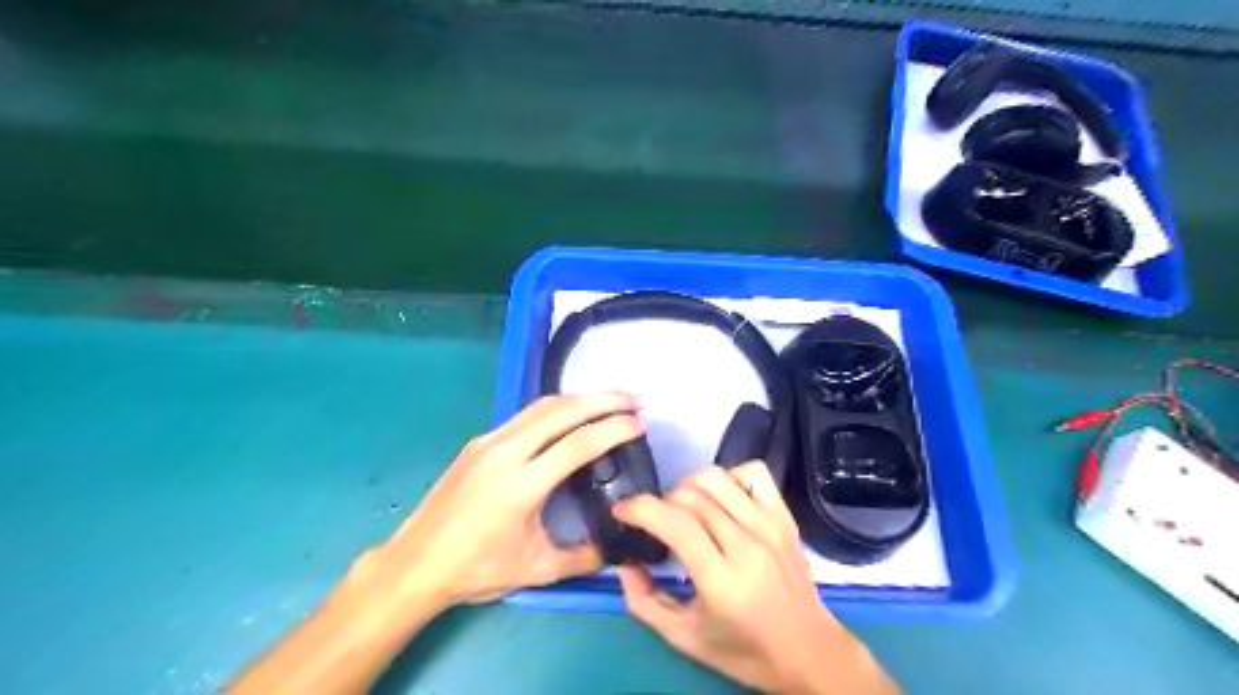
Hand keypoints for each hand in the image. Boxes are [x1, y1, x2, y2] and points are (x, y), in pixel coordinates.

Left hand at [364, 393, 643, 610]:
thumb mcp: (537, 569)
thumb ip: (584, 558)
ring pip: (542, 407)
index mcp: (522, 484)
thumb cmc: (476, 570)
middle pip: (563, 411)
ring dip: (580, 398)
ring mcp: (489, 442)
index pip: (578, 444)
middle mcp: (506, 452)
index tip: (641, 423)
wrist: (416, 563)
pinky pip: (525, 415)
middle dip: (604, 400)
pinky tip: (571, 414)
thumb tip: (618, 547)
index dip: (613, 429)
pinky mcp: (479, 442)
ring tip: (610, 399)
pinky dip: (557, 408)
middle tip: (635, 399)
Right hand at [610, 462, 895, 694]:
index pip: (675, 523)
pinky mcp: (785, 516)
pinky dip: (729, 475)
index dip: (640, 508)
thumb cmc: (745, 651)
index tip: (622, 511)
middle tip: (656, 522)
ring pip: (717, 477)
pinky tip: (721, 499)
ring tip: (685, 508)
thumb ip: (645, 602)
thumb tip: (623, 563)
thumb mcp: (685, 638)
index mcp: (722, 581)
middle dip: (661, 502)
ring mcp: (770, 526)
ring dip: (689, 485)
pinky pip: (753, 472)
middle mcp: (747, 545)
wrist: (811, 652)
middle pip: (691, 496)